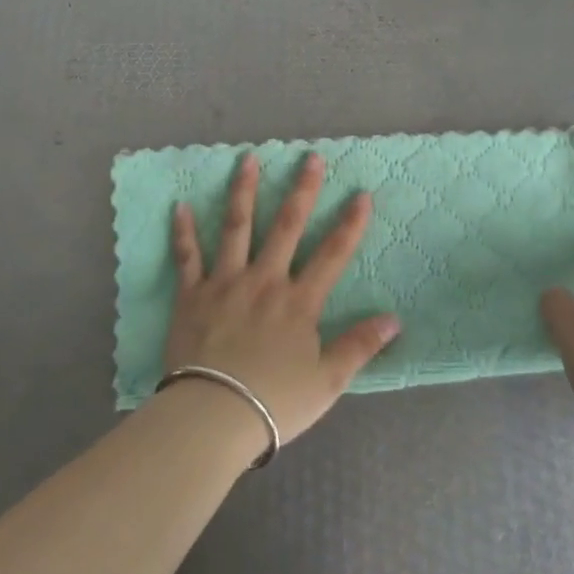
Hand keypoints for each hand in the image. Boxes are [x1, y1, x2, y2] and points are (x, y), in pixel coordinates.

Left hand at [162, 152, 399, 446]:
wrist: (212, 416)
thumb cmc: (273, 401)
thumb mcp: (327, 381)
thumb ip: (359, 346)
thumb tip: (394, 319)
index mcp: (299, 301)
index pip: (333, 254)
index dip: (350, 223)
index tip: (362, 193)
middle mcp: (265, 280)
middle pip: (287, 226)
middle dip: (302, 190)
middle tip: (310, 157)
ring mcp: (226, 283)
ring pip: (237, 227)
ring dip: (244, 191)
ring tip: (248, 159)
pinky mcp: (192, 295)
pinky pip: (187, 257)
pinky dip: (183, 231)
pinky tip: (180, 205)